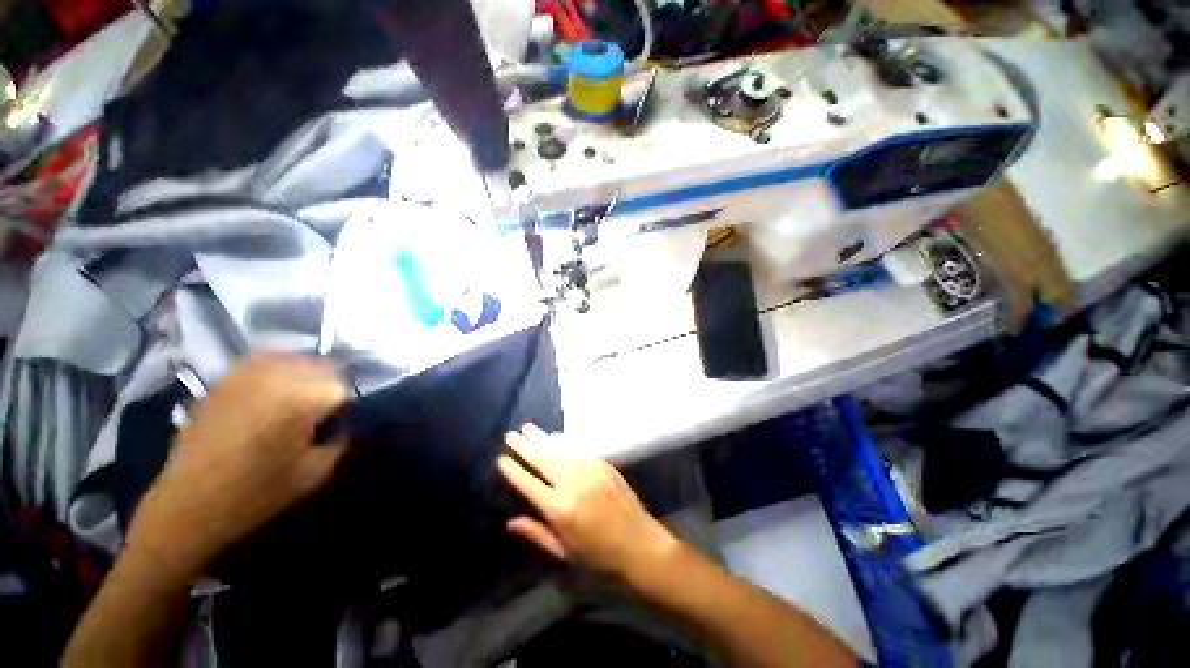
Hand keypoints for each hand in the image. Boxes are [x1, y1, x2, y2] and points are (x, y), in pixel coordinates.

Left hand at [125, 356, 346, 579]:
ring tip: (305, 399)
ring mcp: (244, 374)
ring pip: (295, 360)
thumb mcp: (315, 474)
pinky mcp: (224, 380)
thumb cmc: (255, 496)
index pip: (344, 387)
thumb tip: (348, 420)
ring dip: (308, 376)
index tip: (344, 421)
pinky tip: (278, 392)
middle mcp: (273, 377)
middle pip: (323, 366)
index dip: (348, 405)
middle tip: (328, 410)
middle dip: (331, 385)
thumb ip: (341, 440)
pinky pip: (265, 363)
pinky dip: (280, 372)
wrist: (186, 507)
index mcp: (299, 399)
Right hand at [497, 424, 675, 580]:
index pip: (529, 484)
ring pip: (560, 450)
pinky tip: (554, 437)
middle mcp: (573, 484)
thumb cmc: (599, 558)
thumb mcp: (564, 553)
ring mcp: (590, 470)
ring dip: (542, 438)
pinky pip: (578, 450)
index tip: (501, 458)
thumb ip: (537, 534)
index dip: (514, 470)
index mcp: (559, 509)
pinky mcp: (603, 465)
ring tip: (527, 428)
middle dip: (525, 446)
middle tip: (510, 434)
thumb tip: (511, 521)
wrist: (640, 545)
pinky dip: (563, 443)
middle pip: (543, 460)